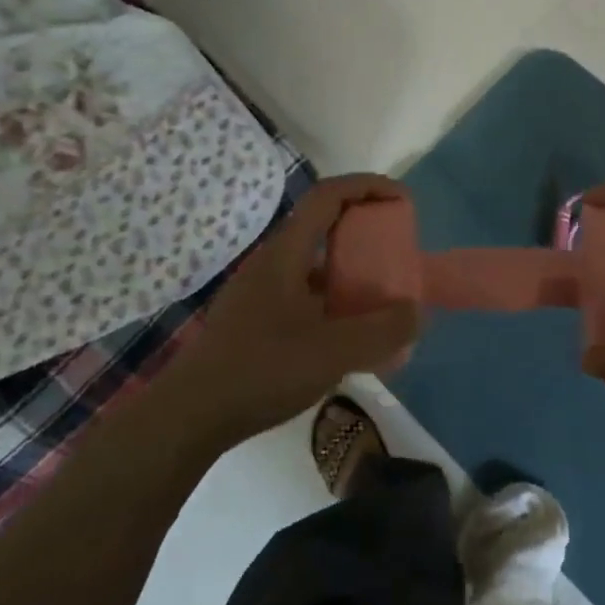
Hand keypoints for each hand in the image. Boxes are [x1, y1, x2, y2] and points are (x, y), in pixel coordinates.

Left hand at [178, 174, 422, 443]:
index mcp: (286, 252)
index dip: (368, 186)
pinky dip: (334, 298)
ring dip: (350, 267)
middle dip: (364, 227)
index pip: (328, 195)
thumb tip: (416, 313)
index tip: (402, 201)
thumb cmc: (260, 371)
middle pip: (324, 224)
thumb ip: (381, 331)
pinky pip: (305, 292)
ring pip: (314, 261)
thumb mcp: (331, 352)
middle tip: (396, 250)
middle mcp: (273, 261)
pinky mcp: (256, 318)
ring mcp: (261, 290)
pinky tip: (348, 335)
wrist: (189, 417)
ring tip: (380, 295)